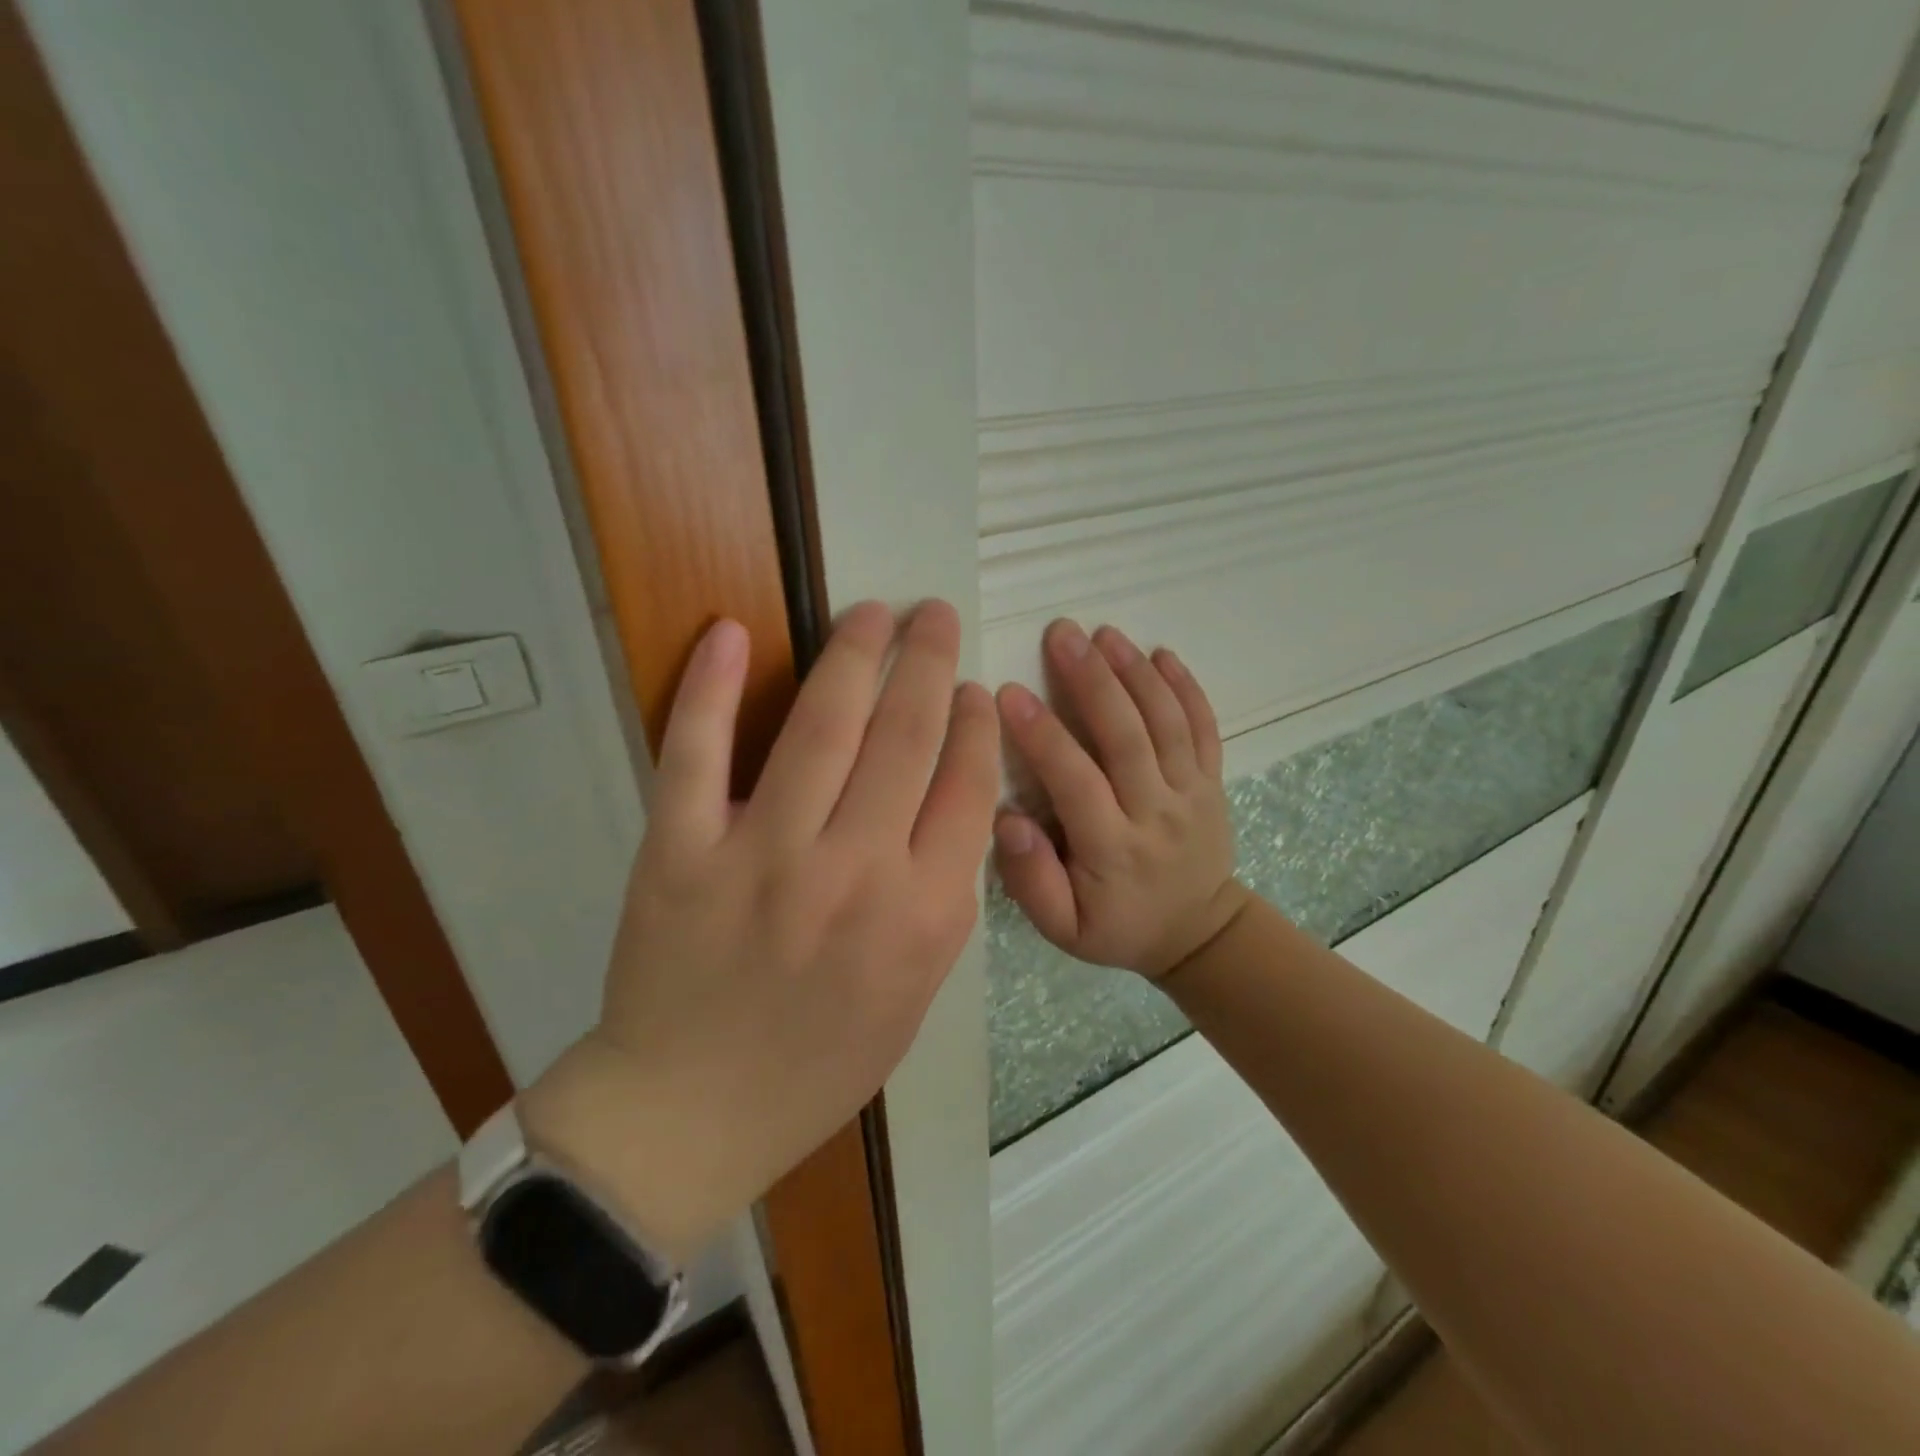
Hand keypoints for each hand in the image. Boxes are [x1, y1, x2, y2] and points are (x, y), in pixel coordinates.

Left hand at [526, 600, 998, 1262]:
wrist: (695, 1110)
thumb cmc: (821, 1060)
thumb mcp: (918, 991)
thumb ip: (944, 896)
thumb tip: (952, 800)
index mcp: (922, 915)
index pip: (966, 786)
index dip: (973, 723)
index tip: (972, 687)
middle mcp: (854, 873)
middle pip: (905, 738)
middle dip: (927, 663)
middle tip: (933, 613)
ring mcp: (762, 858)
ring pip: (820, 728)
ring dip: (852, 655)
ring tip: (871, 613)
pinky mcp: (679, 854)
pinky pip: (696, 755)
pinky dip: (709, 689)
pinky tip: (729, 632)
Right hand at [994, 620, 1248, 980]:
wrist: (1198, 933)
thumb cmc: (1118, 927)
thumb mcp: (1063, 929)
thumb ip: (1031, 880)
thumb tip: (1007, 820)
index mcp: (1113, 849)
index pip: (1076, 781)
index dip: (1043, 736)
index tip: (1008, 692)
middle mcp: (1155, 813)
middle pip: (1126, 737)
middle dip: (1092, 680)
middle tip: (1061, 633)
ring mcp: (1191, 793)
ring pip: (1166, 724)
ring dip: (1136, 673)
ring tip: (1104, 632)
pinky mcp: (1212, 781)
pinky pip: (1204, 728)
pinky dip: (1186, 687)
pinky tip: (1161, 653)